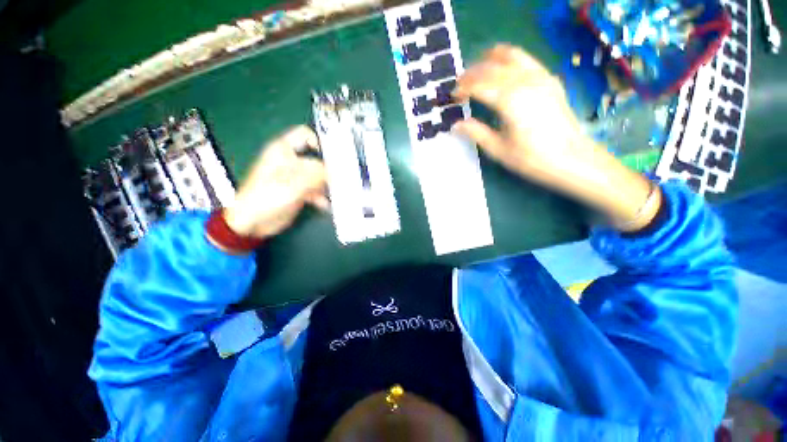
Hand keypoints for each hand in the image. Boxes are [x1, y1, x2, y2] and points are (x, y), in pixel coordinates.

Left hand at [222, 125, 327, 239]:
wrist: (252, 222)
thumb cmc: (267, 196)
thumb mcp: (293, 183)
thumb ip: (317, 174)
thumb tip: (337, 170)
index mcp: (283, 150)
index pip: (305, 135)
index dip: (320, 141)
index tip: (335, 155)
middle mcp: (291, 161)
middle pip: (316, 158)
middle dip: (329, 168)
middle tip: (342, 178)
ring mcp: (295, 177)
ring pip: (318, 175)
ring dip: (327, 184)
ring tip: (336, 193)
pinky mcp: (299, 191)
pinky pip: (315, 190)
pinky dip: (322, 197)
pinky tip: (325, 205)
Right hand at [453, 44, 659, 230]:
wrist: (572, 159)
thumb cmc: (532, 158)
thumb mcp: (498, 149)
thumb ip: (476, 132)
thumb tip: (455, 125)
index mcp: (510, 100)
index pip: (479, 84)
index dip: (463, 88)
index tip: (453, 97)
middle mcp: (525, 81)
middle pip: (492, 67)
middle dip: (472, 73)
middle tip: (460, 85)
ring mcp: (540, 77)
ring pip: (511, 55)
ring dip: (490, 59)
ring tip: (477, 69)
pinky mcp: (550, 80)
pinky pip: (526, 60)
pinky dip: (509, 60)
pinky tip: (503, 72)